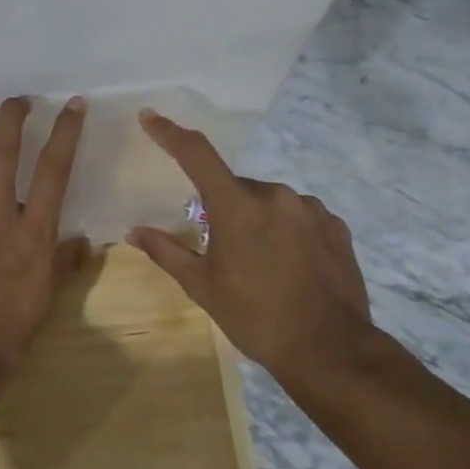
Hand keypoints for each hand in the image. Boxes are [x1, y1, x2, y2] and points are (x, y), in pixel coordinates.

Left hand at [0, 96, 89, 390]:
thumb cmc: (9, 334)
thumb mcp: (47, 298)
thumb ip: (65, 263)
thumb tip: (84, 240)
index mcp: (32, 232)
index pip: (54, 170)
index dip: (66, 132)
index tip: (73, 105)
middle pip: (3, 152)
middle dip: (12, 116)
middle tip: (17, 101)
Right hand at [125, 109, 376, 381]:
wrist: (330, 351)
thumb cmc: (256, 317)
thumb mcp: (203, 287)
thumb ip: (167, 252)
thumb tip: (134, 231)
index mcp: (237, 206)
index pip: (196, 155)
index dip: (170, 133)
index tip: (150, 117)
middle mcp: (275, 195)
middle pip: (235, 187)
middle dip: (223, 208)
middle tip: (221, 248)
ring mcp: (310, 209)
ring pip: (269, 202)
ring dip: (257, 219)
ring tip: (260, 263)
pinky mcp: (335, 226)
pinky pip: (299, 216)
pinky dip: (287, 230)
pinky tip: (290, 265)